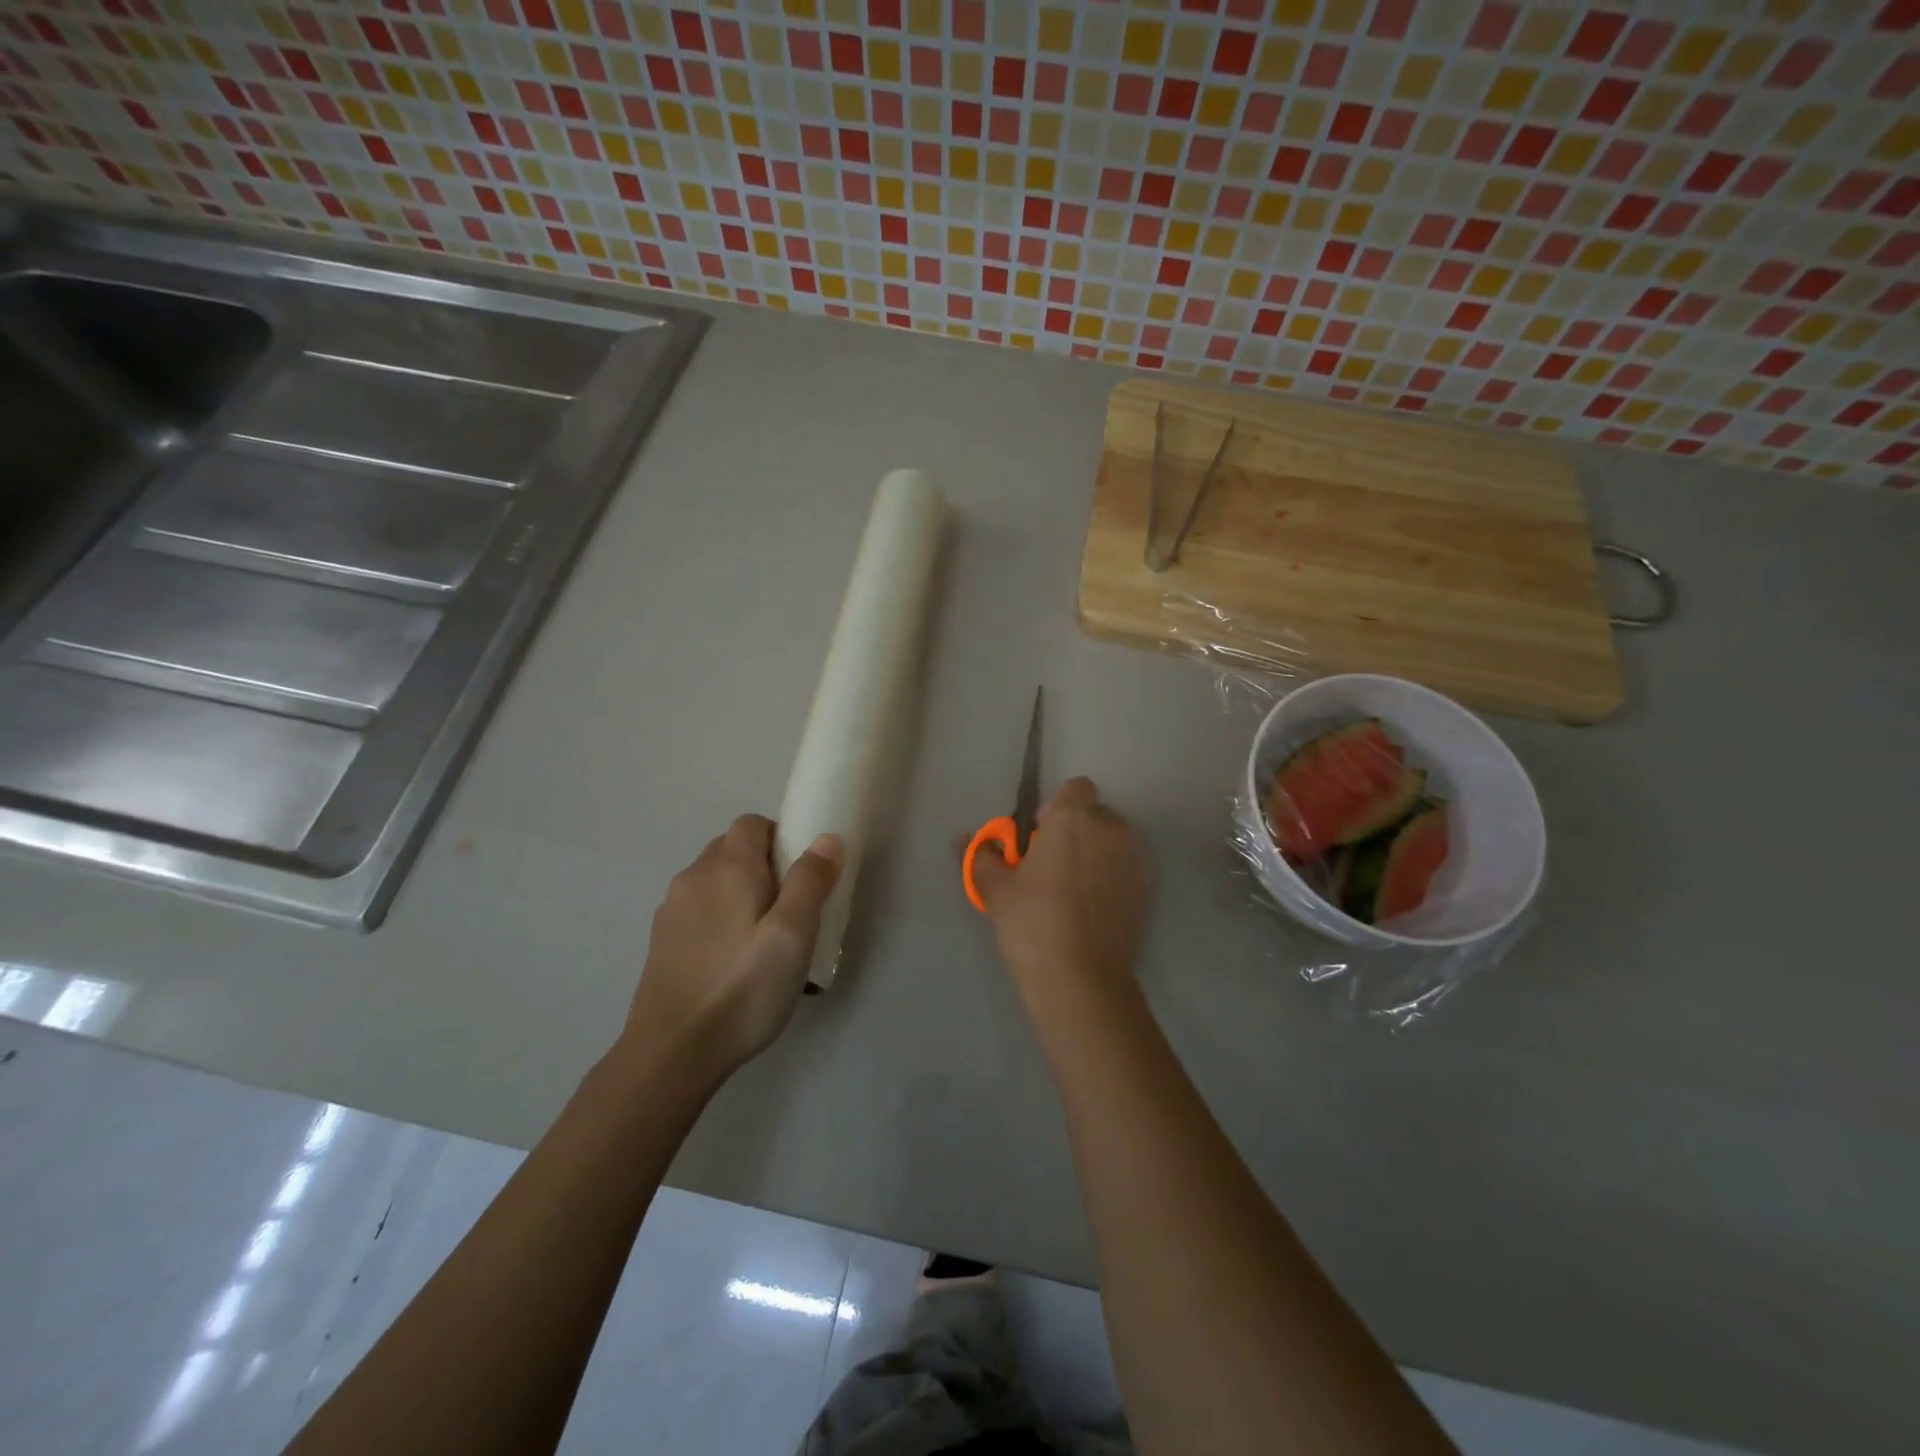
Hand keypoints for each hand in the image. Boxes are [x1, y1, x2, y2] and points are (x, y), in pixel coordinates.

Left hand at [621, 815, 841, 1083]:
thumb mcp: (793, 935)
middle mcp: (694, 876)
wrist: (672, 1052)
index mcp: (727, 867)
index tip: (802, 876)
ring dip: (739, 892)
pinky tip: (731, 961)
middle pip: (732, 848)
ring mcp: (672, 910)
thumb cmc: (743, 988)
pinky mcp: (662, 940)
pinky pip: (698, 909)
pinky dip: (718, 918)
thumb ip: (810, 881)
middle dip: (763, 865)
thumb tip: (826, 838)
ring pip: (713, 880)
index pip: (753, 823)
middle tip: (789, 909)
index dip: (781, 838)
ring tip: (762, 940)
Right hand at [971, 777, 1149, 1002]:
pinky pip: (1126, 869)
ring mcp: (1135, 861)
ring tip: (1072, 891)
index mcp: (1074, 819)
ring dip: (1096, 854)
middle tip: (1051, 867)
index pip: (1076, 787)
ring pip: (1113, 842)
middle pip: (1095, 815)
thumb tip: (964, 839)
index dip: (1058, 807)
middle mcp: (1112, 830)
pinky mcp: (1147, 891)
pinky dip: (1112, 879)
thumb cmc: (1032, 923)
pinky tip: (1091, 911)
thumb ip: (982, 857)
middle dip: (1076, 832)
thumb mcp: (997, 890)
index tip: (1040, 837)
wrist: (1081, 980)